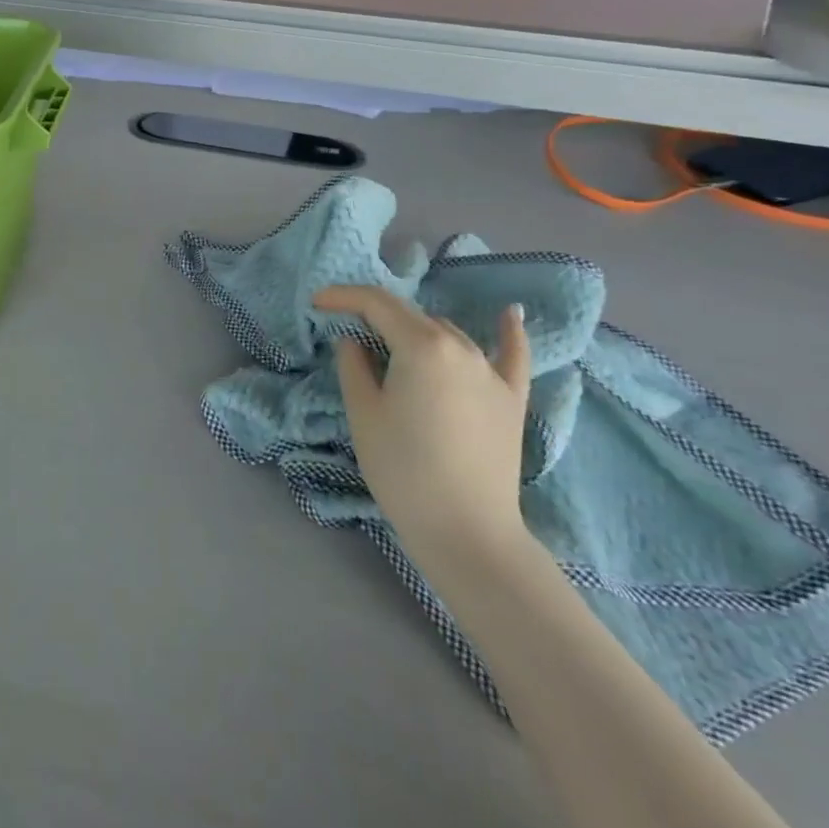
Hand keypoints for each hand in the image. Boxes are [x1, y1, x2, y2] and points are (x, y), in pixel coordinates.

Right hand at [311, 286, 531, 561]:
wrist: (466, 530)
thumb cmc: (402, 468)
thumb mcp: (362, 412)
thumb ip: (354, 364)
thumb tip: (354, 340)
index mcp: (422, 345)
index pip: (377, 303)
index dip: (342, 296)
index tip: (316, 302)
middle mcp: (460, 347)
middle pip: (411, 316)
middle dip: (374, 314)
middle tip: (344, 328)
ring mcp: (491, 372)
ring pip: (446, 333)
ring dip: (415, 331)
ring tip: (390, 345)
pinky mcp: (512, 399)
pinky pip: (512, 355)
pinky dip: (508, 331)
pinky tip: (510, 313)